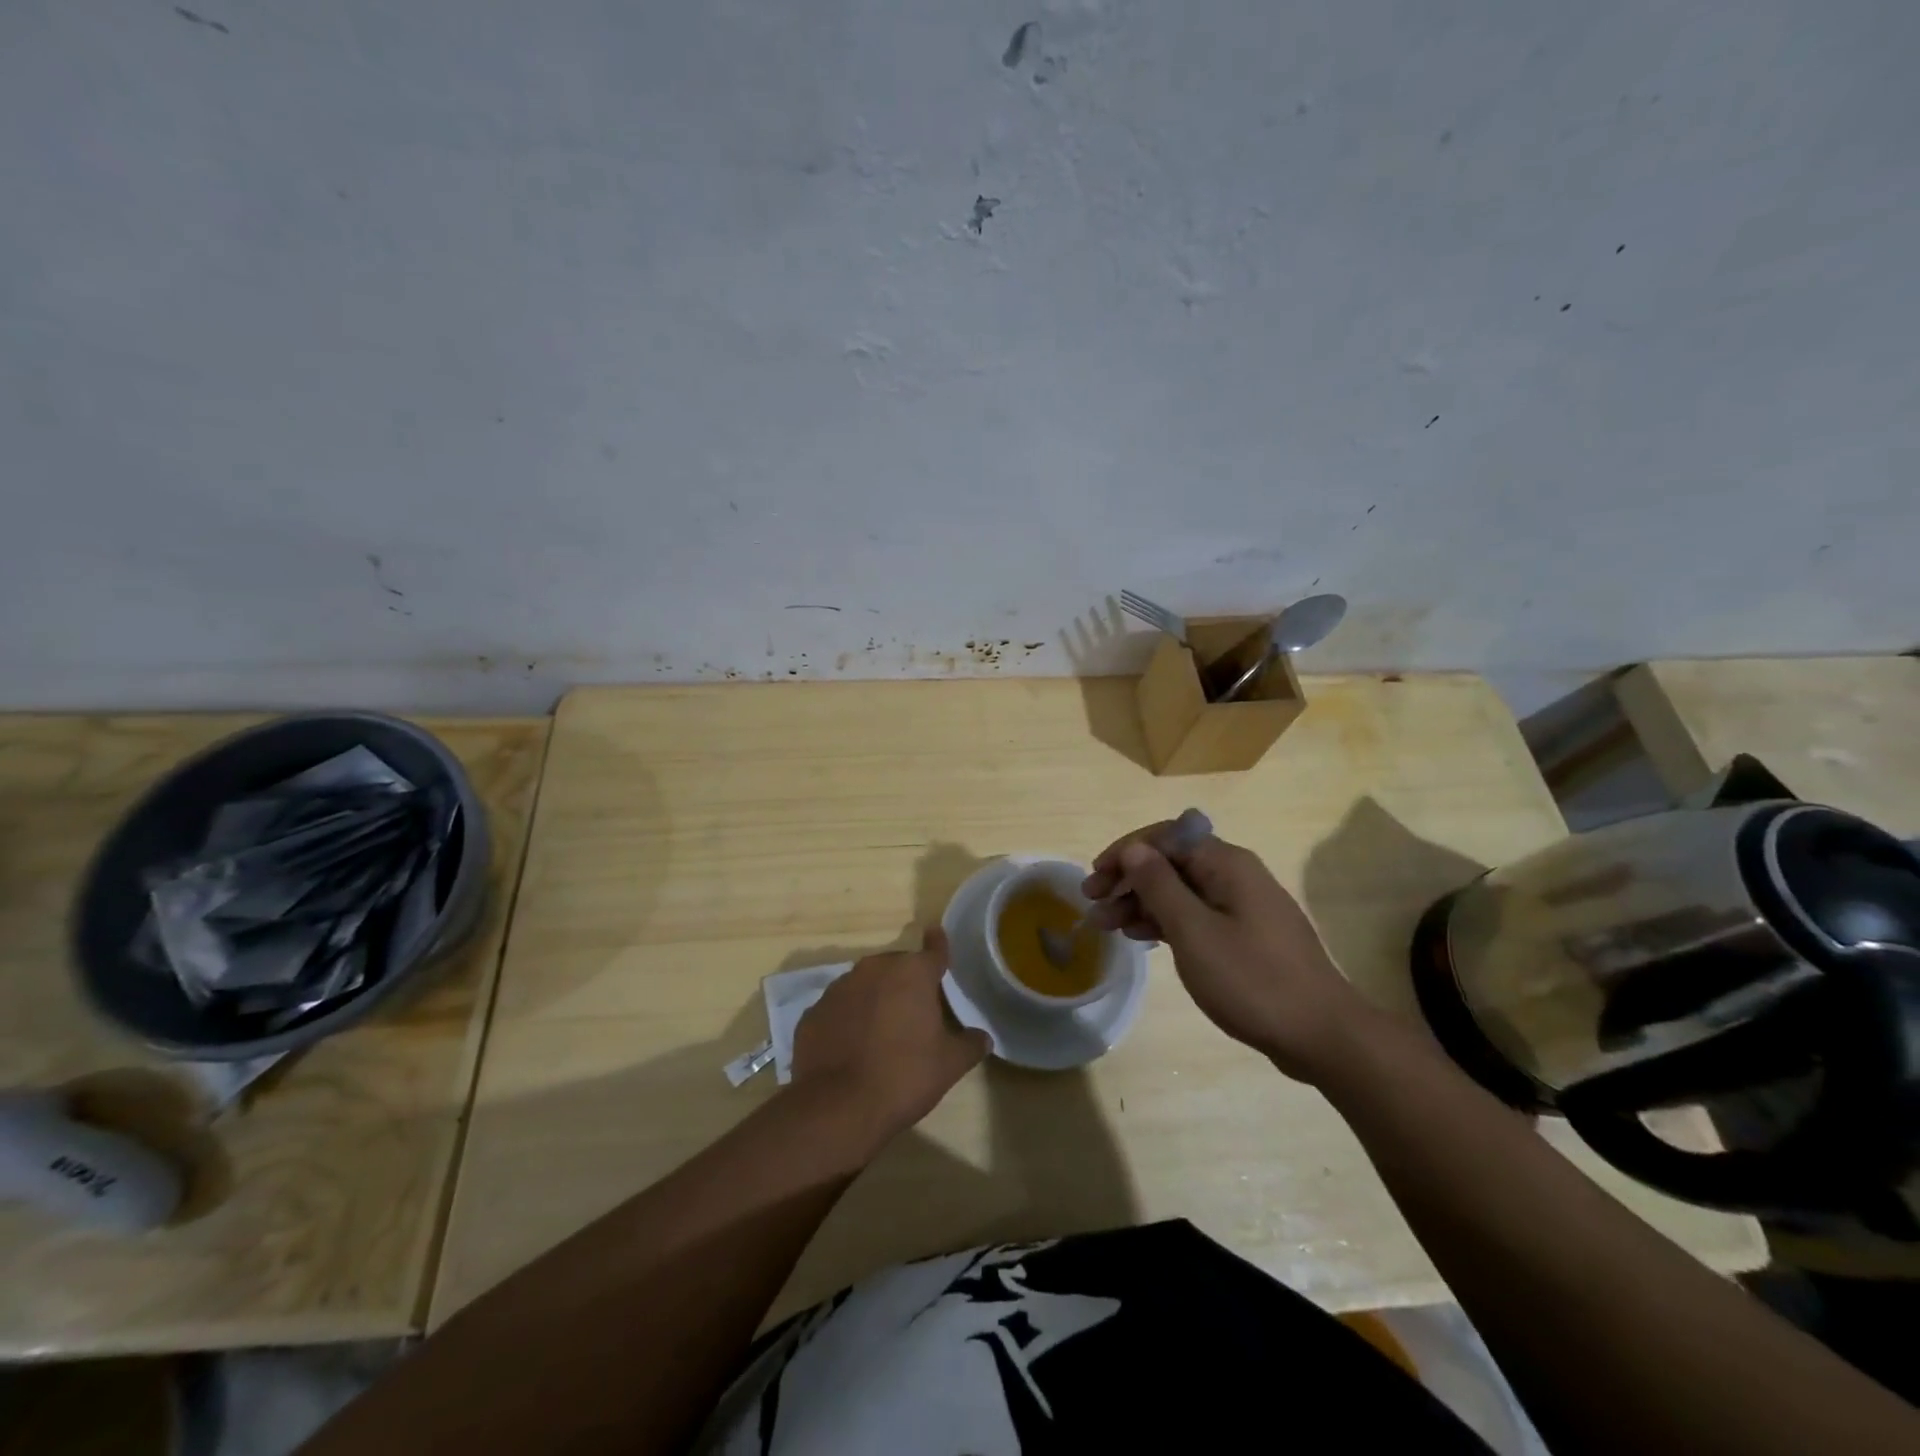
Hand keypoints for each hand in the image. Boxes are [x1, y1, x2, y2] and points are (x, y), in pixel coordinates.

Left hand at [790, 926, 989, 1145]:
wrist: (837, 1107)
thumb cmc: (903, 1076)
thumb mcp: (949, 1065)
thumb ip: (969, 1045)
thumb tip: (983, 1037)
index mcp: (912, 973)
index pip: (933, 951)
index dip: (938, 945)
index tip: (937, 932)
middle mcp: (874, 969)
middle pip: (897, 968)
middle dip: (906, 983)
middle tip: (915, 1012)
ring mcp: (838, 989)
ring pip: (865, 985)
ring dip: (875, 999)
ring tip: (882, 1032)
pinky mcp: (813, 1013)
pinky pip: (839, 1009)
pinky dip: (848, 1020)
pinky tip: (852, 1047)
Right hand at [1083, 825, 1381, 1083]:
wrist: (1322, 1035)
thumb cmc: (1252, 979)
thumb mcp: (1194, 931)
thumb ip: (1159, 885)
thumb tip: (1134, 849)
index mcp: (1227, 864)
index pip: (1166, 838)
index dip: (1125, 852)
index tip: (1094, 878)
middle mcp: (1235, 876)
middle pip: (1172, 863)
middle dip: (1129, 879)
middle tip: (1093, 904)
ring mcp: (1243, 907)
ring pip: (1181, 891)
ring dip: (1142, 902)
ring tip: (1107, 925)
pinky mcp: (1246, 936)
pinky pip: (1196, 915)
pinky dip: (1166, 921)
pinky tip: (1141, 937)